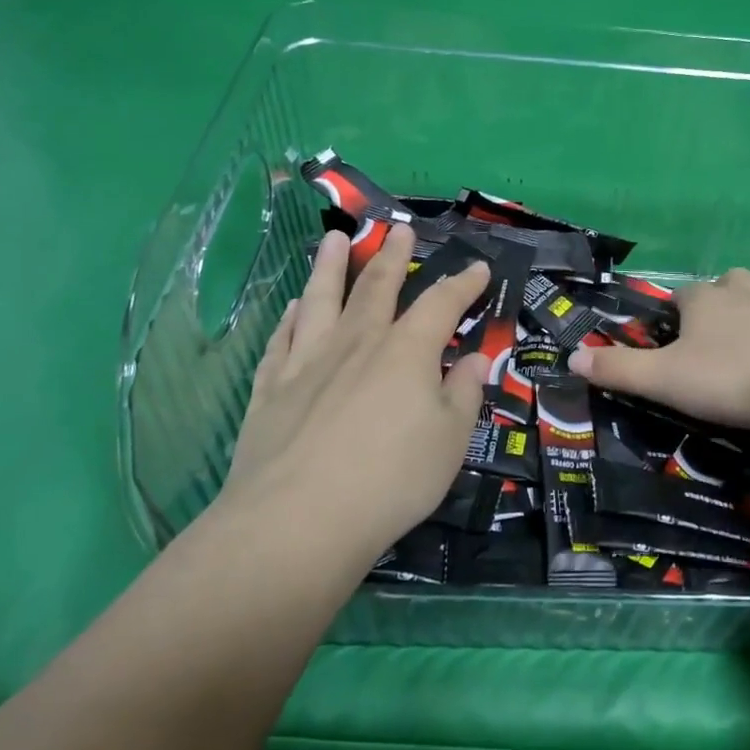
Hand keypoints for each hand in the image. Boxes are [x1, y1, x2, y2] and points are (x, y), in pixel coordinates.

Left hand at [219, 224, 491, 564]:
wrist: (299, 519)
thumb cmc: (391, 480)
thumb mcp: (450, 441)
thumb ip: (464, 394)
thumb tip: (475, 360)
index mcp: (407, 351)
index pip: (441, 303)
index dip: (463, 284)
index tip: (478, 267)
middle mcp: (358, 342)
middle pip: (377, 286)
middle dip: (392, 256)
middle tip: (399, 230)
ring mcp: (309, 360)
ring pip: (321, 298)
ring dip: (330, 266)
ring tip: (334, 238)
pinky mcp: (271, 386)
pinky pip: (283, 338)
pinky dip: (291, 317)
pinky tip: (293, 307)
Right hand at [568, 268, 749, 432]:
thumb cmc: (729, 378)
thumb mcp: (664, 379)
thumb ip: (618, 369)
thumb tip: (573, 356)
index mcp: (704, 300)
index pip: (681, 294)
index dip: (673, 313)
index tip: (669, 340)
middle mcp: (743, 294)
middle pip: (727, 282)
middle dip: (717, 299)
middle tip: (709, 338)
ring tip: (748, 336)